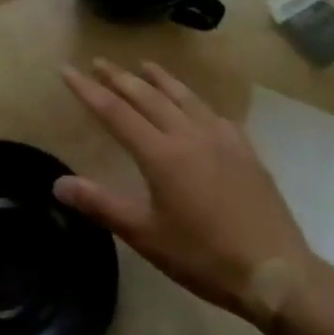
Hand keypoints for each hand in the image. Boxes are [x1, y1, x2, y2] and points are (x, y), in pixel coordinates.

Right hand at [56, 58, 315, 327]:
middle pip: (147, 96)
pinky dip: (195, 101)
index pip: (115, 112)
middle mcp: (188, 135)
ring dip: (160, 79)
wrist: (275, 272)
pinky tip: (196, 104)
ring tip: (144, 65)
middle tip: (99, 62)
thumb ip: (101, 204)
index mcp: (160, 154)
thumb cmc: (203, 256)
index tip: (67, 70)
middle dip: (119, 77)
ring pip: (183, 97)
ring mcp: (221, 139)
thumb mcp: (145, 235)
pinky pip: (214, 113)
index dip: (88, 90)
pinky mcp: (245, 150)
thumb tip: (58, 184)